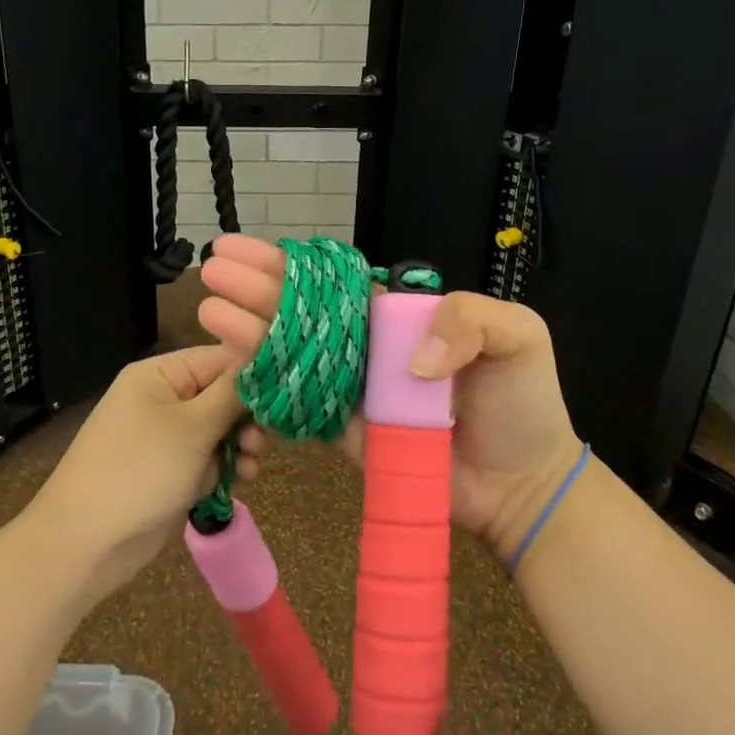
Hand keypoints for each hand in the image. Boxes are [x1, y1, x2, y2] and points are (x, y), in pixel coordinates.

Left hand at [26, 345, 253, 604]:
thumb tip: (264, 360)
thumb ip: (232, 394)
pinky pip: (207, 457)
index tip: (287, 396)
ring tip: (250, 466)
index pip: (220, 358)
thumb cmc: (140, 471)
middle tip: (260, 441)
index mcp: (160, 374)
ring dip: (239, 445)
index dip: (255, 375)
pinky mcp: (169, 469)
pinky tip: (239, 480)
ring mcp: (165, 436)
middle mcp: (162, 397)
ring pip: (219, 429)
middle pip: (222, 394)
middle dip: (247, 417)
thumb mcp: (193, 428)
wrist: (84, 543)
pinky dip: (223, 466)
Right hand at [198, 235, 582, 559]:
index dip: (290, 265)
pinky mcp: (344, 430)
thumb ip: (470, 318)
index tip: (248, 249)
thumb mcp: (519, 336)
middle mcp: (365, 346)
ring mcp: (351, 388)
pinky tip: (232, 363)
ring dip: (248, 329)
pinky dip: (265, 384)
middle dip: (255, 287)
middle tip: (213, 269)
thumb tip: (413, 360)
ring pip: (290, 351)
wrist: (522, 485)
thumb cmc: (523, 405)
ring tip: (210, 309)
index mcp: (397, 316)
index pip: (333, 282)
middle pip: (300, 310)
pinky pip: (298, 402)